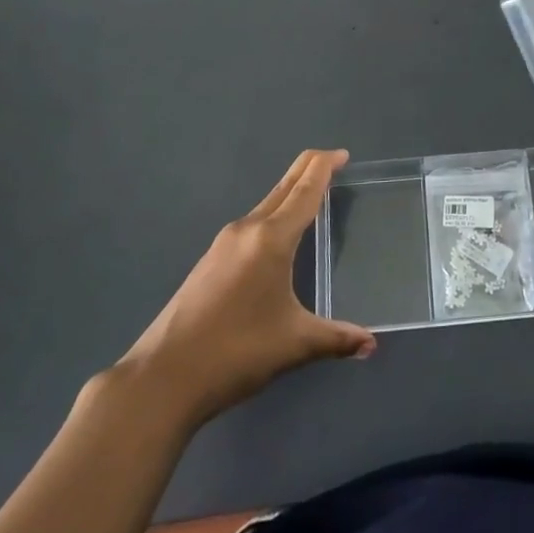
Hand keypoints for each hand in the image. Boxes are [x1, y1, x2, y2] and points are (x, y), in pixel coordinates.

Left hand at [121, 149, 374, 428]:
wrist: (162, 378)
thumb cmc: (236, 352)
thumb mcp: (294, 344)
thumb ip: (337, 338)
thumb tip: (371, 344)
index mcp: (271, 238)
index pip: (305, 190)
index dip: (325, 167)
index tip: (343, 154)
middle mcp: (247, 230)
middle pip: (283, 187)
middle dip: (308, 170)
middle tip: (333, 163)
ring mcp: (223, 244)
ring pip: (265, 205)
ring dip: (289, 195)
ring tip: (312, 200)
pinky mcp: (209, 262)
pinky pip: (251, 226)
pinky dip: (272, 217)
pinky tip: (277, 240)